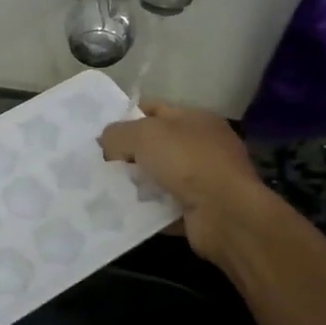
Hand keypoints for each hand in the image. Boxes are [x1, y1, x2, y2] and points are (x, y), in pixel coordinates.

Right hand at [99, 100, 270, 262]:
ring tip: (107, 190)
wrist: (225, 214)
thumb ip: (118, 133)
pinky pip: (163, 206)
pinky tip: (125, 212)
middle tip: (99, 165)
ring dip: (135, 184)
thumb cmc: (187, 162)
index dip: (126, 119)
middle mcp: (202, 146)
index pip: (154, 110)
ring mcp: (203, 179)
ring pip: (157, 177)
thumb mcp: (143, 135)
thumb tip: (106, 143)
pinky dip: (146, 209)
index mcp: (195, 119)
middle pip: (154, 145)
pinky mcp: (199, 209)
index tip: (101, 136)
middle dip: (127, 155)